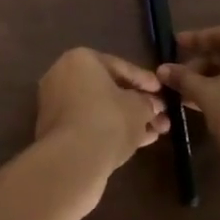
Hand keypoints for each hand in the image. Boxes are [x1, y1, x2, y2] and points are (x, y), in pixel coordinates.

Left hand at [33, 48, 169, 184]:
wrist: (72, 159)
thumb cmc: (108, 120)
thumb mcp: (139, 108)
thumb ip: (148, 103)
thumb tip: (153, 105)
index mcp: (80, 59)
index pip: (120, 66)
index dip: (145, 80)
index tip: (164, 92)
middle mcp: (62, 76)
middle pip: (108, 89)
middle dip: (137, 104)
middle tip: (161, 116)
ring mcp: (56, 104)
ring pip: (99, 109)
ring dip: (128, 119)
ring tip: (156, 132)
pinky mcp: (55, 130)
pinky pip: (89, 124)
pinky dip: (111, 130)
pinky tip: (138, 142)